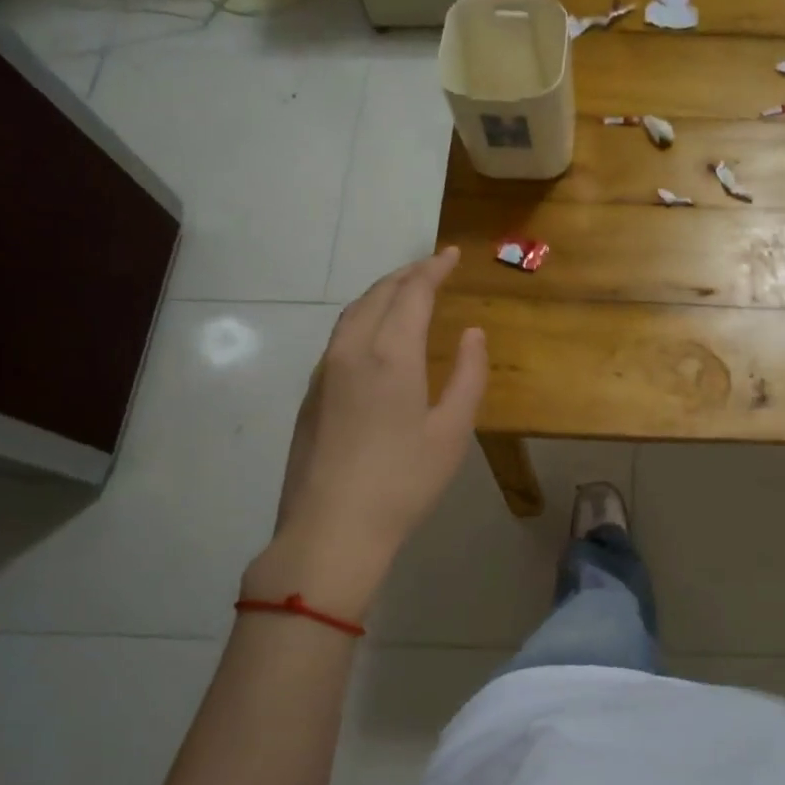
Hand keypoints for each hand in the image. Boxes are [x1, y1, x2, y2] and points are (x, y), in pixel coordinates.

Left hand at [244, 249, 485, 618]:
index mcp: (391, 354)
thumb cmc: (404, 481)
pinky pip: (340, 336)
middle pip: (378, 294)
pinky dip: (363, 318)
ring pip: (353, 313)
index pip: (412, 292)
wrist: (331, 529)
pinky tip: (375, 335)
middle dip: (407, 274)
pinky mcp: (311, 394)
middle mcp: (352, 350)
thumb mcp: (452, 430)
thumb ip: (468, 375)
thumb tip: (473, 334)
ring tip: (405, 291)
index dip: (433, 269)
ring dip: (381, 293)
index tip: (451, 254)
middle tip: (432, 266)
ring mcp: (325, 371)